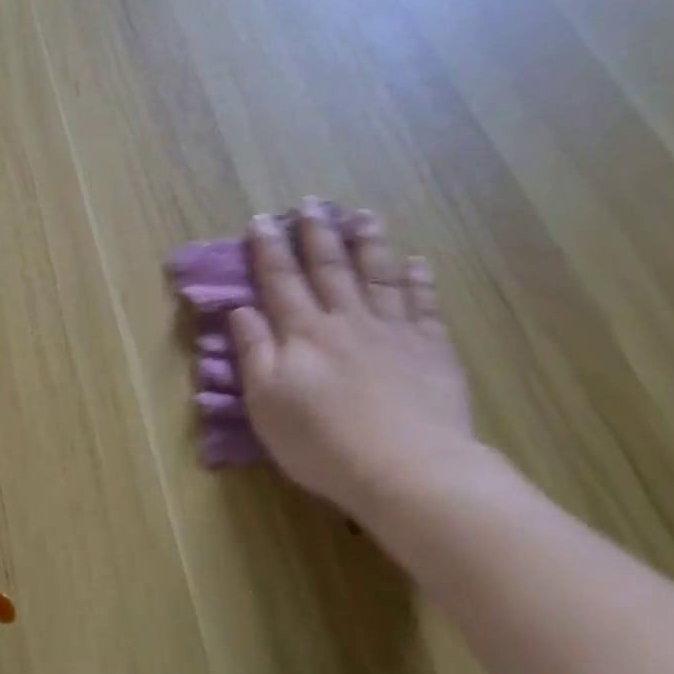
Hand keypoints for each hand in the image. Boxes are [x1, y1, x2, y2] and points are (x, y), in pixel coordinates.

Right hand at [228, 201, 476, 519]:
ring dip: (369, 244)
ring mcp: (394, 332)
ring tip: (363, 216)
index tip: (262, 220)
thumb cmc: (322, 442)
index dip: (269, 249)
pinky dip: (419, 281)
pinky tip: (417, 263)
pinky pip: (424, 306)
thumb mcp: (266, 402)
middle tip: (312, 203)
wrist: (406, 470)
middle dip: (317, 234)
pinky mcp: (432, 351)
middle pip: (330, 268)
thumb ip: (254, 351)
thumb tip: (240, 310)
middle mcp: (347, 320)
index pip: (280, 280)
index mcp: (303, 332)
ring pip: (379, 276)